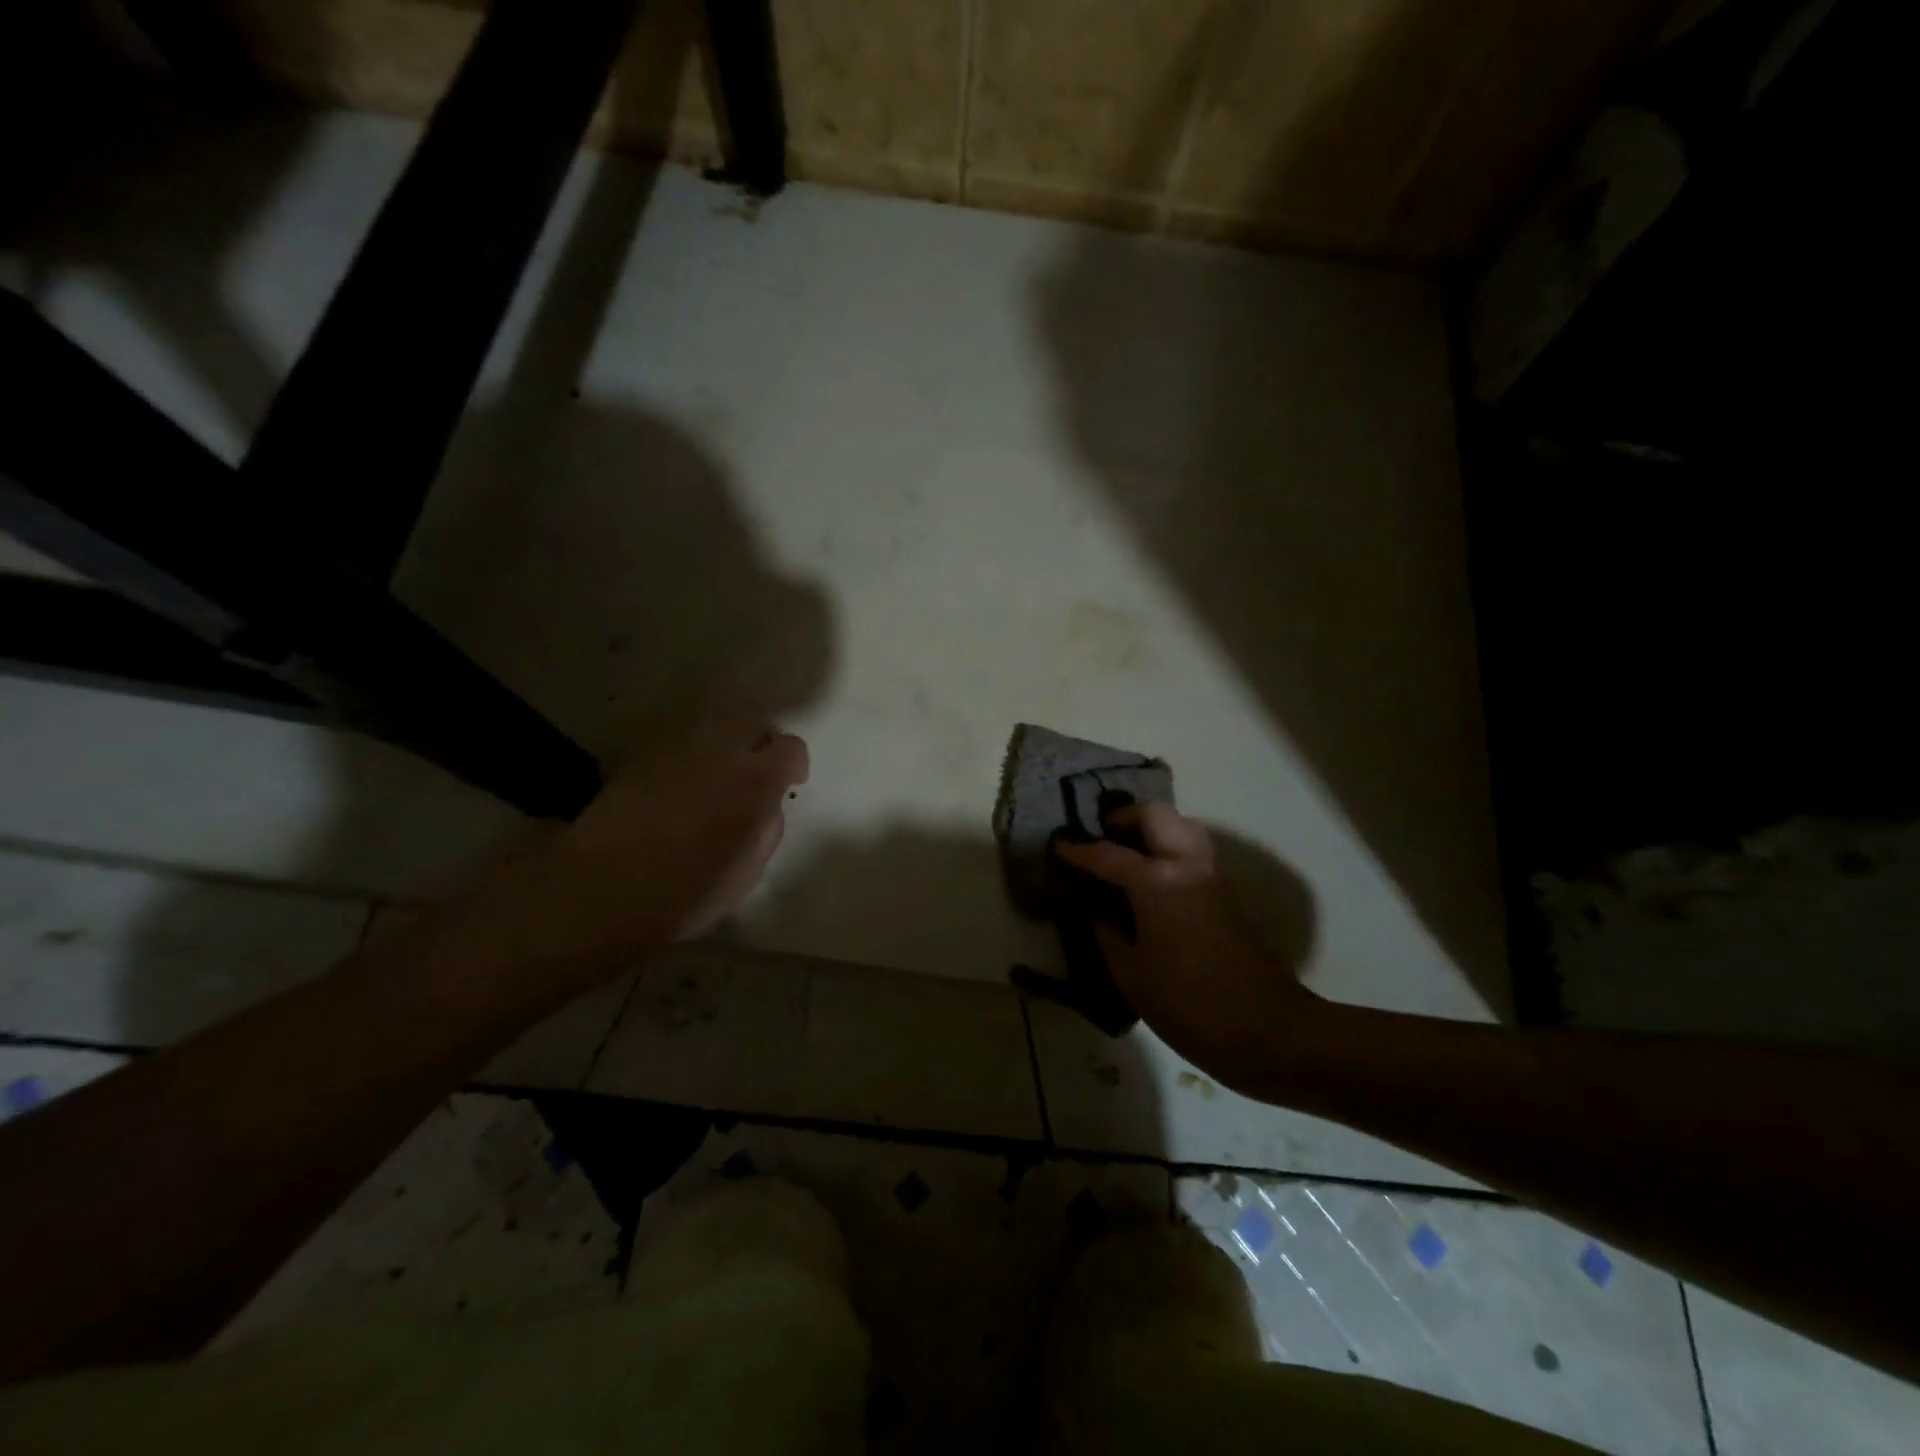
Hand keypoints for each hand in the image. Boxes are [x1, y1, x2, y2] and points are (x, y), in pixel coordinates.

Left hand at [437, 714, 808, 998]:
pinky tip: (680, 790)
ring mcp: (676, 749)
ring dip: (725, 746)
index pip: (790, 748)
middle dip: (761, 743)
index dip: (794, 765)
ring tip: (718, 780)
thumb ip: (766, 828)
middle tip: (756, 775)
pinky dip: (692, 758)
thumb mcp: (747, 872)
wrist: (600, 890)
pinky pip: (681, 745)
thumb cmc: (685, 893)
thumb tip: (766, 806)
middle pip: (752, 722)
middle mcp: (718, 751)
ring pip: (714, 727)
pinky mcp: (641, 758)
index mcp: (754, 781)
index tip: (789, 785)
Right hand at [1055, 803, 1318, 1085]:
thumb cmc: (1188, 1004)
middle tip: (1101, 838)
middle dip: (1124, 818)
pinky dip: (1168, 847)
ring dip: (1152, 829)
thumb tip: (1099, 911)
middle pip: (1155, 814)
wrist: (1266, 1029)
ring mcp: (1211, 875)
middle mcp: (1187, 864)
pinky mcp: (1225, 892)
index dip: (1078, 850)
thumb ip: (1108, 934)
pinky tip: (1151, 878)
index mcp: (1157, 882)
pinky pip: (1193, 849)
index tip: (1057, 844)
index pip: (1108, 854)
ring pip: (1181, 825)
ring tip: (1126, 854)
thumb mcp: (1130, 975)